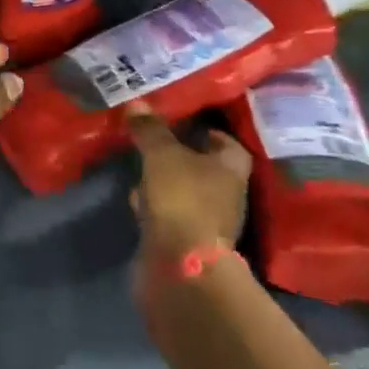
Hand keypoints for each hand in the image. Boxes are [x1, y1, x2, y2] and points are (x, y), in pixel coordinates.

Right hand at [126, 104, 251, 264]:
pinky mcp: (185, 240)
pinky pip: (169, 212)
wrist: (180, 265)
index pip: (226, 142)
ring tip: (138, 162)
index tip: (179, 120)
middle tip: (153, 137)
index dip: (206, 130)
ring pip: (184, 189)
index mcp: (232, 168)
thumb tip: (137, 103)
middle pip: (204, 166)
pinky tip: (136, 196)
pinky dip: (155, 203)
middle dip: (181, 153)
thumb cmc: (182, 199)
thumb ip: (150, 129)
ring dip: (165, 179)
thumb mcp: (162, 155)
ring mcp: (207, 220)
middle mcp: (226, 193)